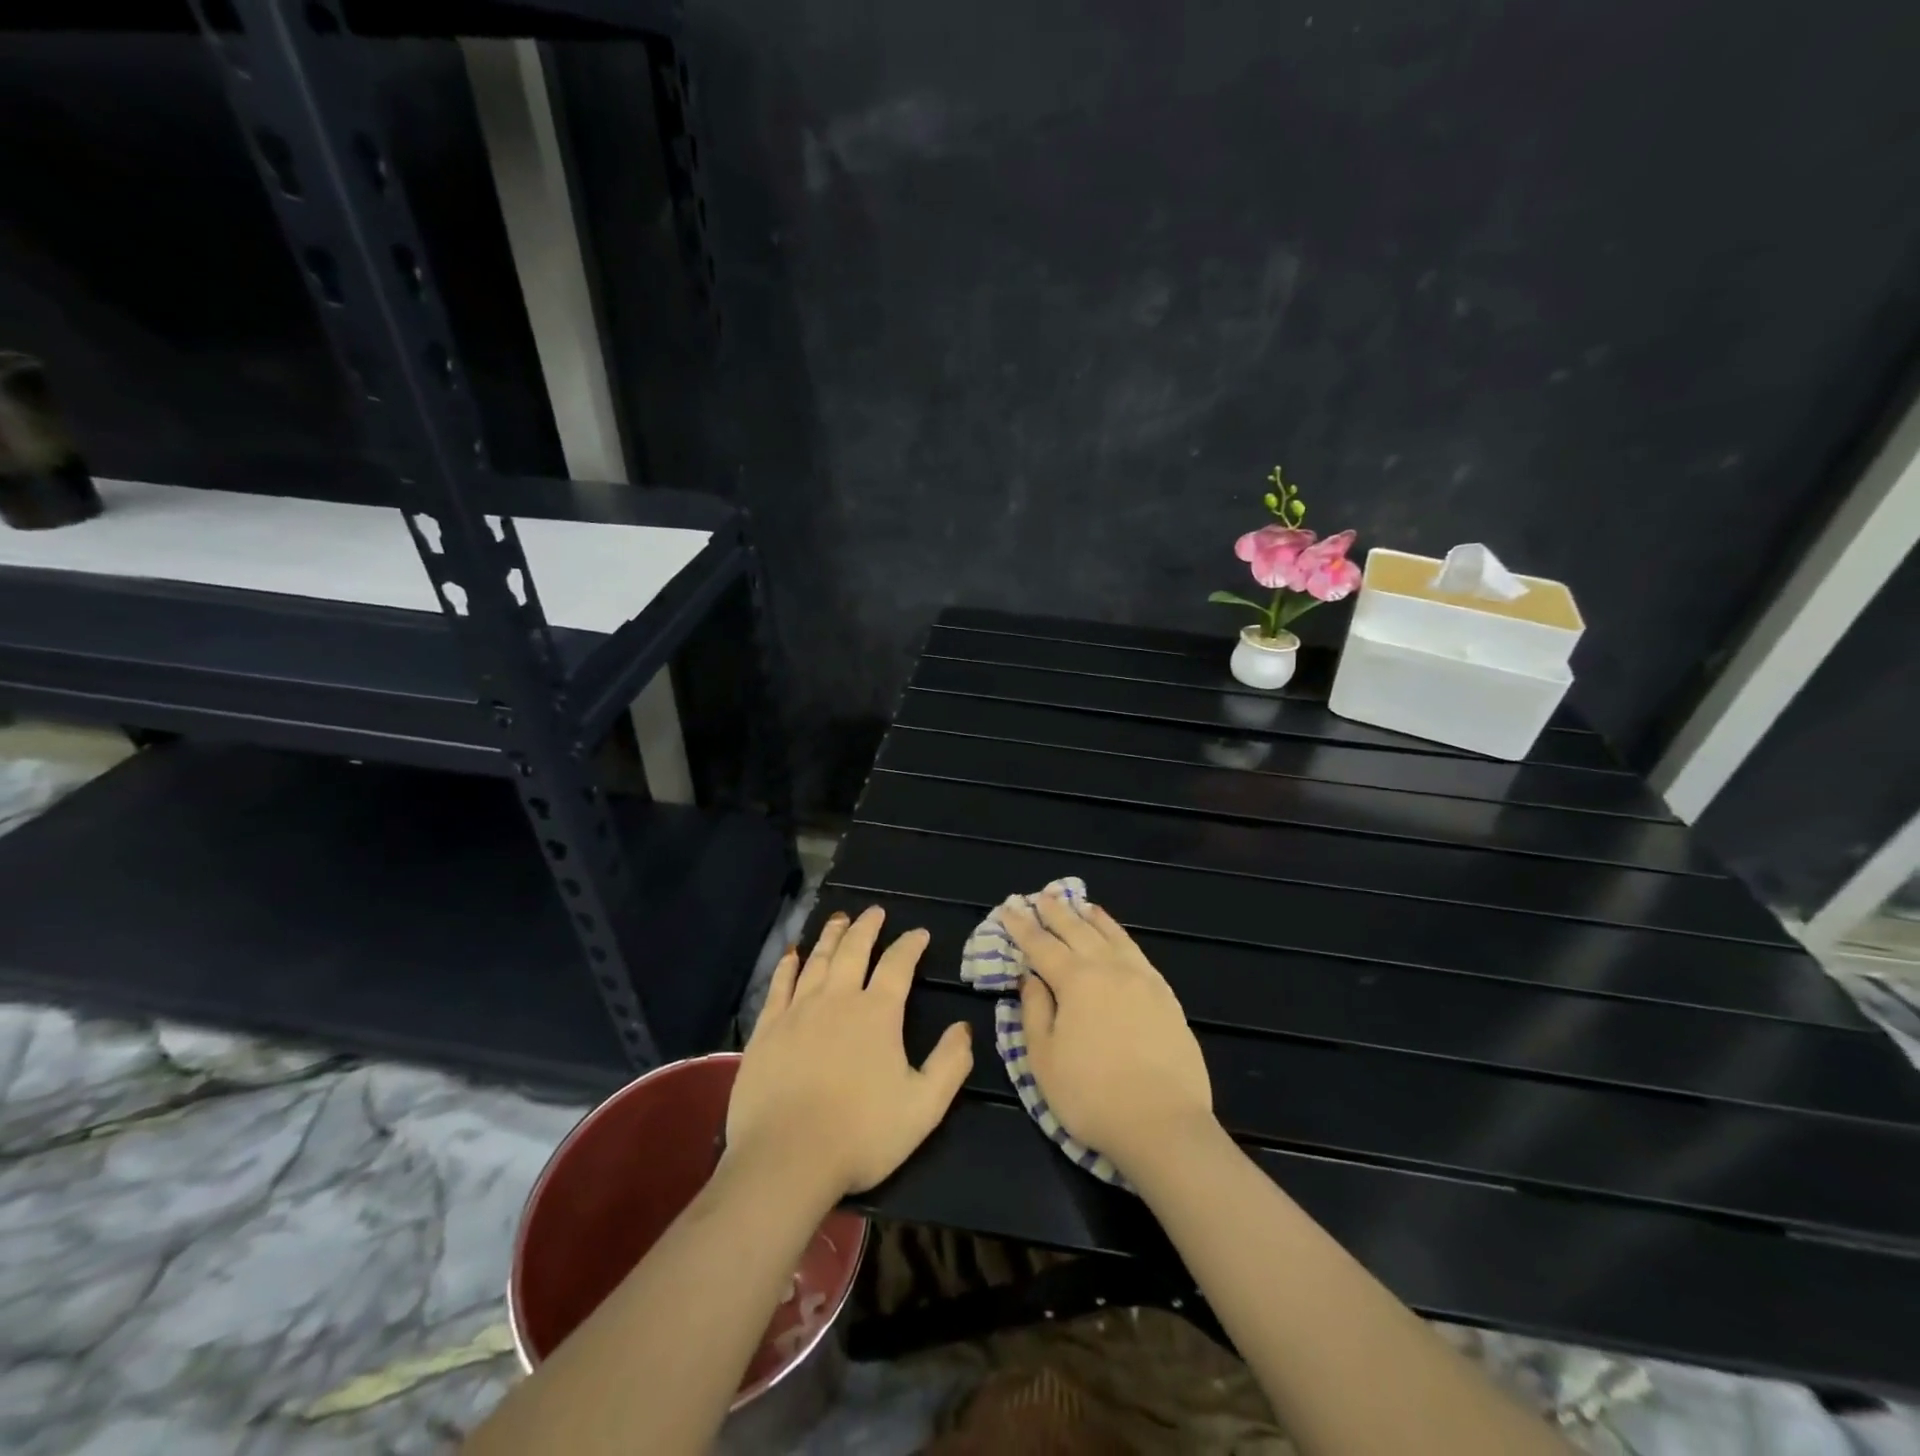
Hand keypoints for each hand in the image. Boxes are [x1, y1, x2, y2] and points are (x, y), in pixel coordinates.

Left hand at [727, 906, 973, 1199]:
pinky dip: (788, 965)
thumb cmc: (861, 1134)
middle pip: (854, 950)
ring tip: (840, 919)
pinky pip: (779, 985)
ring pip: (817, 960)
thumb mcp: (923, 1107)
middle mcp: (837, 999)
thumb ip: (950, 1064)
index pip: (898, 965)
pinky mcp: (767, 1029)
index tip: (919, 933)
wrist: (786, 1159)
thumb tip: (965, 1028)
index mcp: (877, 1013)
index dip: (910, 945)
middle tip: (875, 911)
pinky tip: (793, 954)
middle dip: (867, 927)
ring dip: (832, 936)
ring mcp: (798, 1011)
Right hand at [1003, 890, 1213, 1178]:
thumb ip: (1034, 1012)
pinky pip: (1136, 950)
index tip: (1008, 908)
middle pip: (1077, 930)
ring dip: (1089, 916)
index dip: (1021, 926)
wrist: (1164, 1125)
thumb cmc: (1092, 1096)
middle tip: (1039, 896)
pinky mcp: (1165, 994)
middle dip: (1054, 912)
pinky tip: (1115, 935)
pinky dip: (1119, 934)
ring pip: (1110, 934)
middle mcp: (1108, 968)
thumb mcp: (1044, 1060)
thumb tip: (1030, 978)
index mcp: (1075, 981)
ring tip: (1077, 903)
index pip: (1041, 945)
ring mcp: (1141, 978)